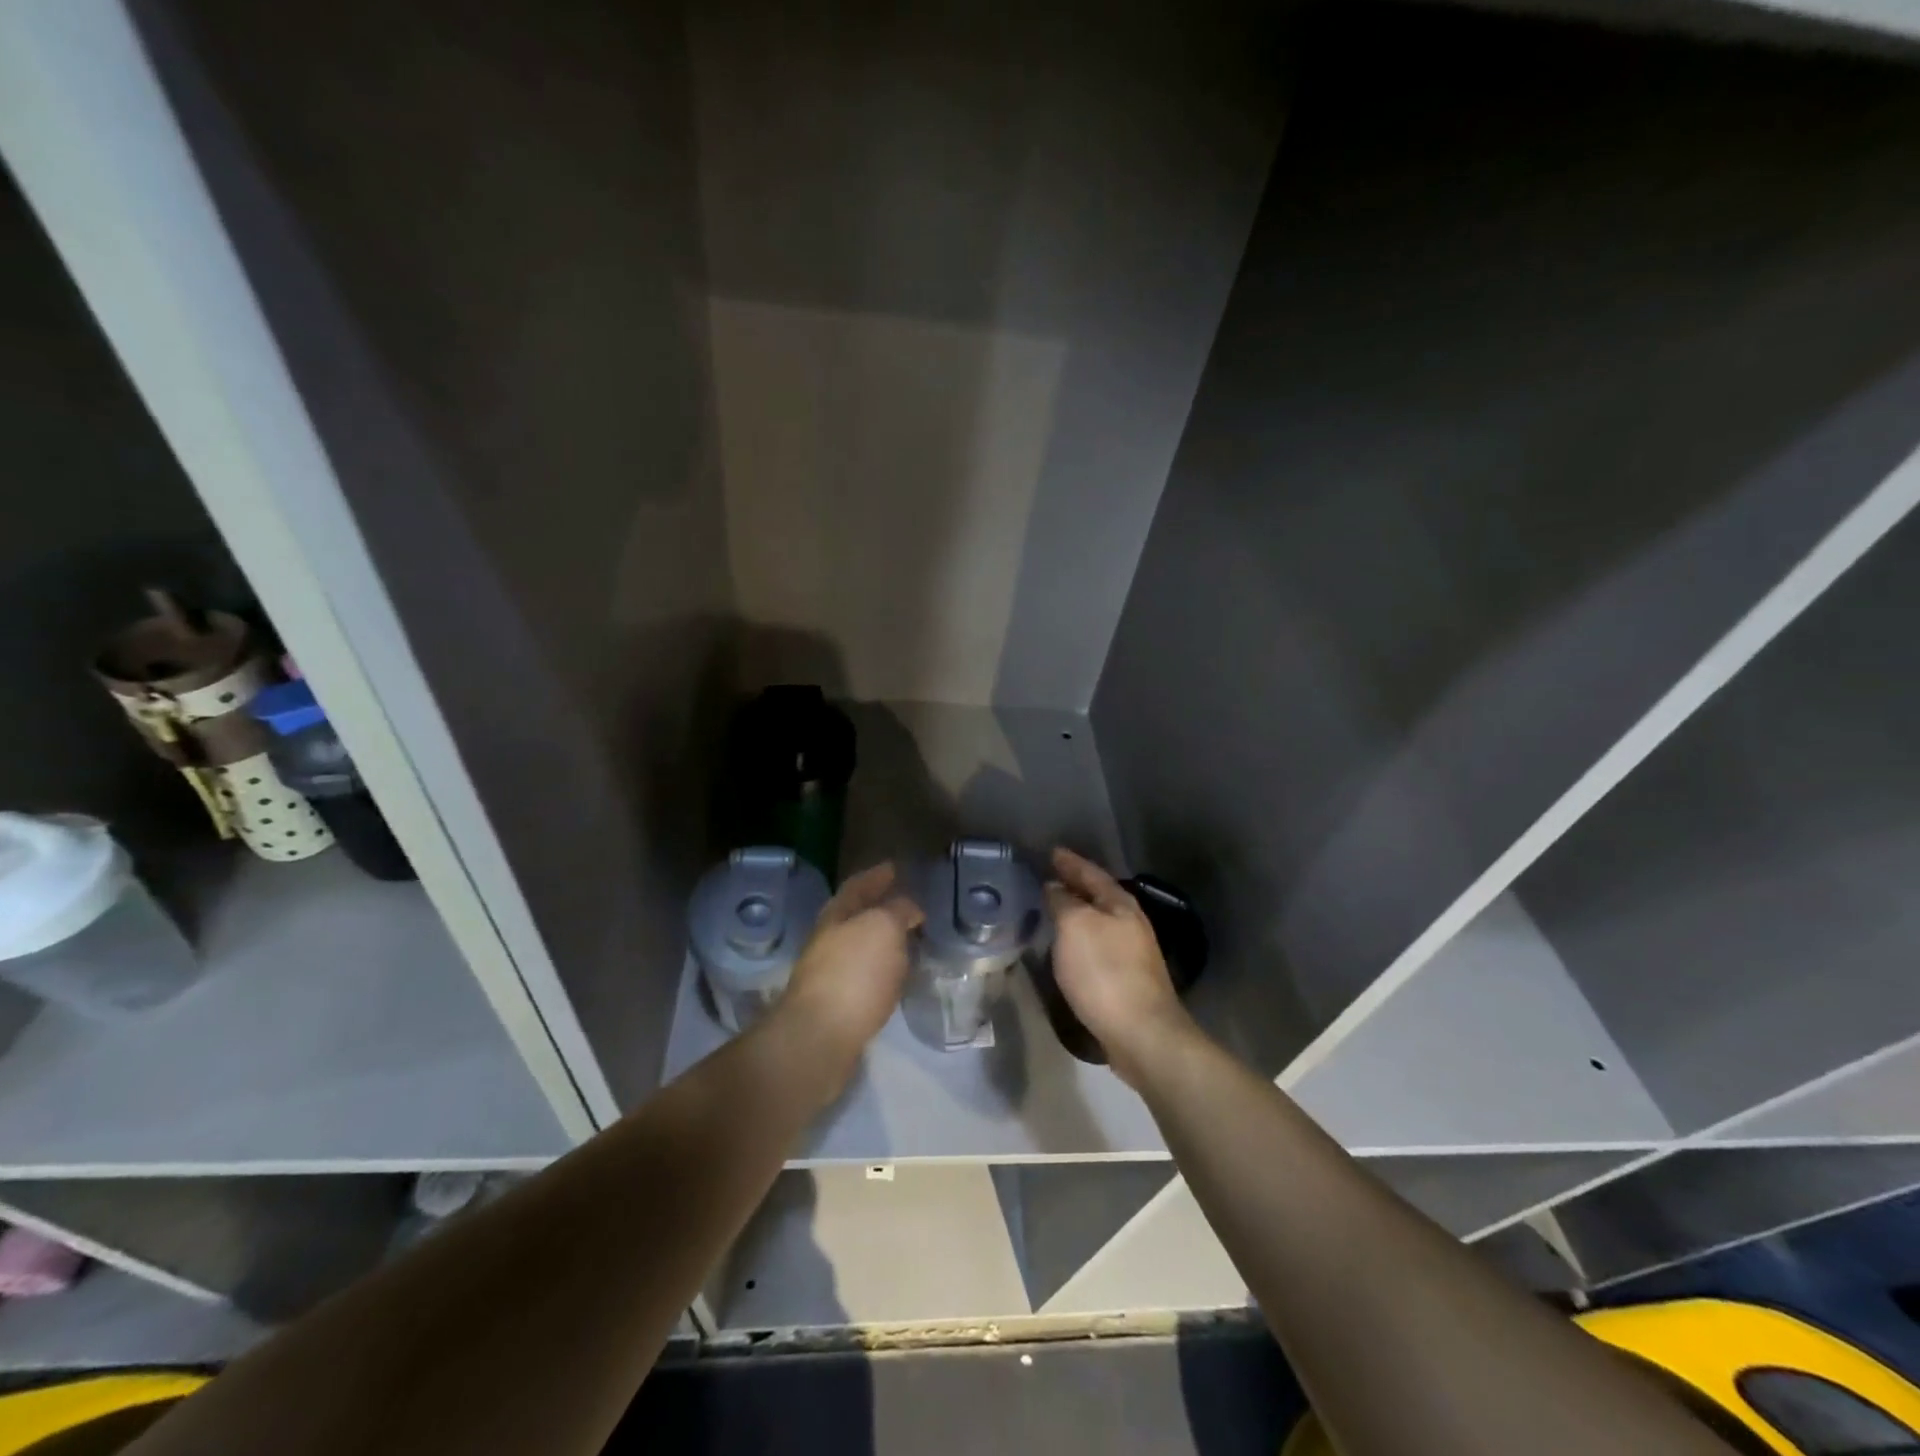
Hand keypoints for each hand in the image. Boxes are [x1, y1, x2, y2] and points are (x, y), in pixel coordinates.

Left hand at [779, 862, 921, 1071]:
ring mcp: (830, 974)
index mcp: (836, 915)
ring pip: (861, 947)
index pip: (858, 885)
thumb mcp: (883, 927)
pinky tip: (898, 974)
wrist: (820, 1039)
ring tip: (910, 938)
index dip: (876, 875)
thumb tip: (908, 907)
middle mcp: (829, 940)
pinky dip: (883, 968)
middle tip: (908, 904)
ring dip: (883, 940)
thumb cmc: (853, 973)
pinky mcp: (838, 1005)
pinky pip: (865, 976)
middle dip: (879, 907)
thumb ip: (898, 910)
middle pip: (856, 916)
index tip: (895, 868)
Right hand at [1045, 848, 1191, 1084]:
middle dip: (1076, 885)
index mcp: (1120, 904)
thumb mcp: (1075, 927)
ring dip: (1078, 912)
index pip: (1091, 873)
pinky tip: (1068, 946)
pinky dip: (1080, 938)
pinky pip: (1098, 946)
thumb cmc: (1105, 972)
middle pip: (1099, 896)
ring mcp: (1132, 953)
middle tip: (1050, 876)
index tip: (1052, 852)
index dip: (1070, 862)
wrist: (1142, 1033)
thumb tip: (1055, 887)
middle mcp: (1130, 923)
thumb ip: (1063, 902)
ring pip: (1099, 921)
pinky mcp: (1127, 980)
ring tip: (1054, 908)